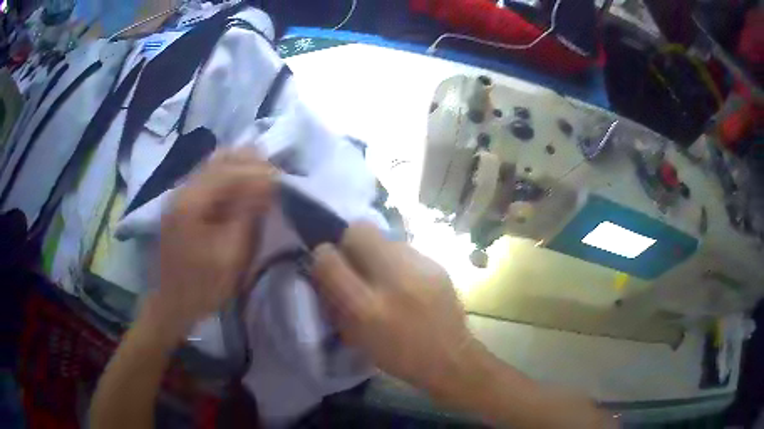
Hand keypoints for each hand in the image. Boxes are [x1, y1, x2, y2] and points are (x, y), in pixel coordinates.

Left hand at [145, 148, 274, 343]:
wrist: (172, 304)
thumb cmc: (203, 285)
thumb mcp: (231, 254)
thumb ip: (248, 213)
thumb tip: (269, 182)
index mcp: (192, 201)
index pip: (231, 169)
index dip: (260, 170)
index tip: (283, 179)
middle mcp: (184, 189)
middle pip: (221, 159)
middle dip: (251, 163)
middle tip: (276, 176)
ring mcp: (180, 194)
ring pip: (214, 164)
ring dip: (241, 167)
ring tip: (264, 177)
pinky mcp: (182, 203)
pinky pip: (209, 177)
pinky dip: (229, 176)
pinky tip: (242, 186)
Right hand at [311, 223, 476, 394]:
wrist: (450, 358)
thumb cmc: (399, 356)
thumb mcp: (356, 337)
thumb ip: (335, 301)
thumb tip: (325, 269)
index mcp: (366, 308)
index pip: (329, 260)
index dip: (322, 257)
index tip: (326, 263)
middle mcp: (393, 281)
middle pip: (359, 230)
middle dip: (349, 241)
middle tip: (354, 261)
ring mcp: (420, 268)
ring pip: (384, 236)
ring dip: (375, 251)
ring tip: (383, 273)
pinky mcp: (437, 264)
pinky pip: (405, 249)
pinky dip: (397, 260)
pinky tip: (406, 280)